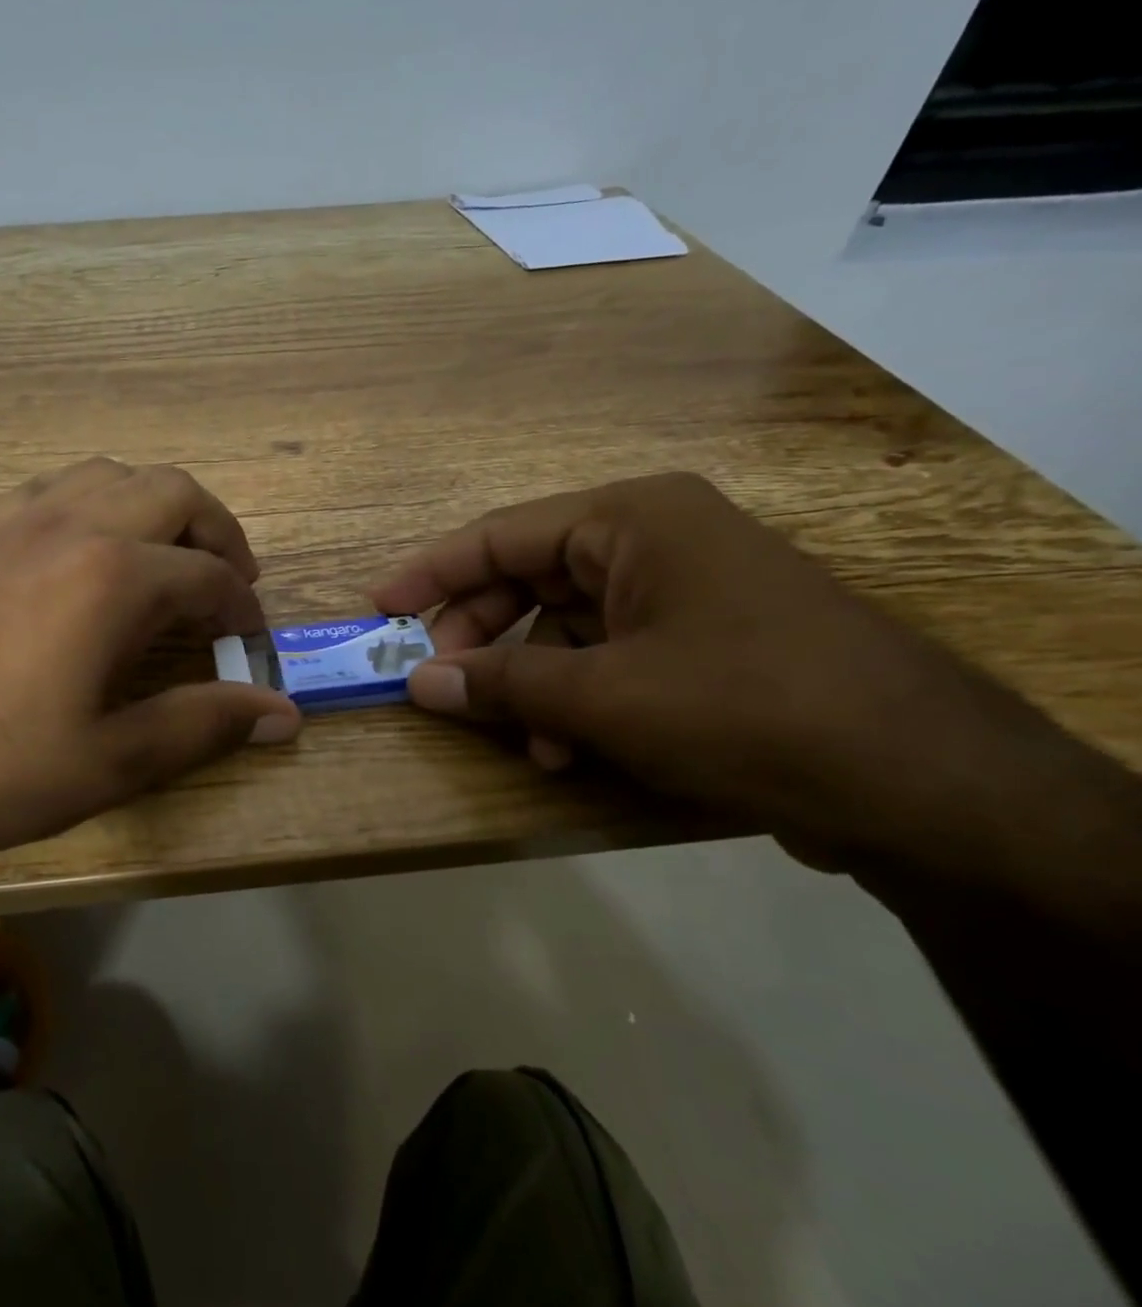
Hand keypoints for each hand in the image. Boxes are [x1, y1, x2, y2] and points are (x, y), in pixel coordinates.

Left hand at [0, 458, 299, 900]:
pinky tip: (88, 552)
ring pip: (110, 474)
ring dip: (155, 506)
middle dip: (217, 531)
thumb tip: (283, 716)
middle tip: (228, 584)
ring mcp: (13, 521)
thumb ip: (204, 724)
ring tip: (167, 559)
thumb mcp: (112, 761)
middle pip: (172, 491)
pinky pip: (51, 489)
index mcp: (113, 577)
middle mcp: (70, 525)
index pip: (209, 575)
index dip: (244, 609)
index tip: (252, 642)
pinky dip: (93, 503)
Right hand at [373, 472, 1112, 884]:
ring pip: (565, 626)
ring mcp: (682, 591)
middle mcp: (654, 541)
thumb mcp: (604, 697)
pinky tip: (569, 749)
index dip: (429, 574)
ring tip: (523, 740)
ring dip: (530, 681)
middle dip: (482, 639)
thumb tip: (417, 683)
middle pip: (528, 580)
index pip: (498, 534)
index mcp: (631, 520)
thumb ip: (501, 683)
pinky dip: (576, 698)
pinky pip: (607, 656)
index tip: (378, 609)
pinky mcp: (703, 641)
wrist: (928, 785)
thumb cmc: (747, 708)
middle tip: (440, 685)